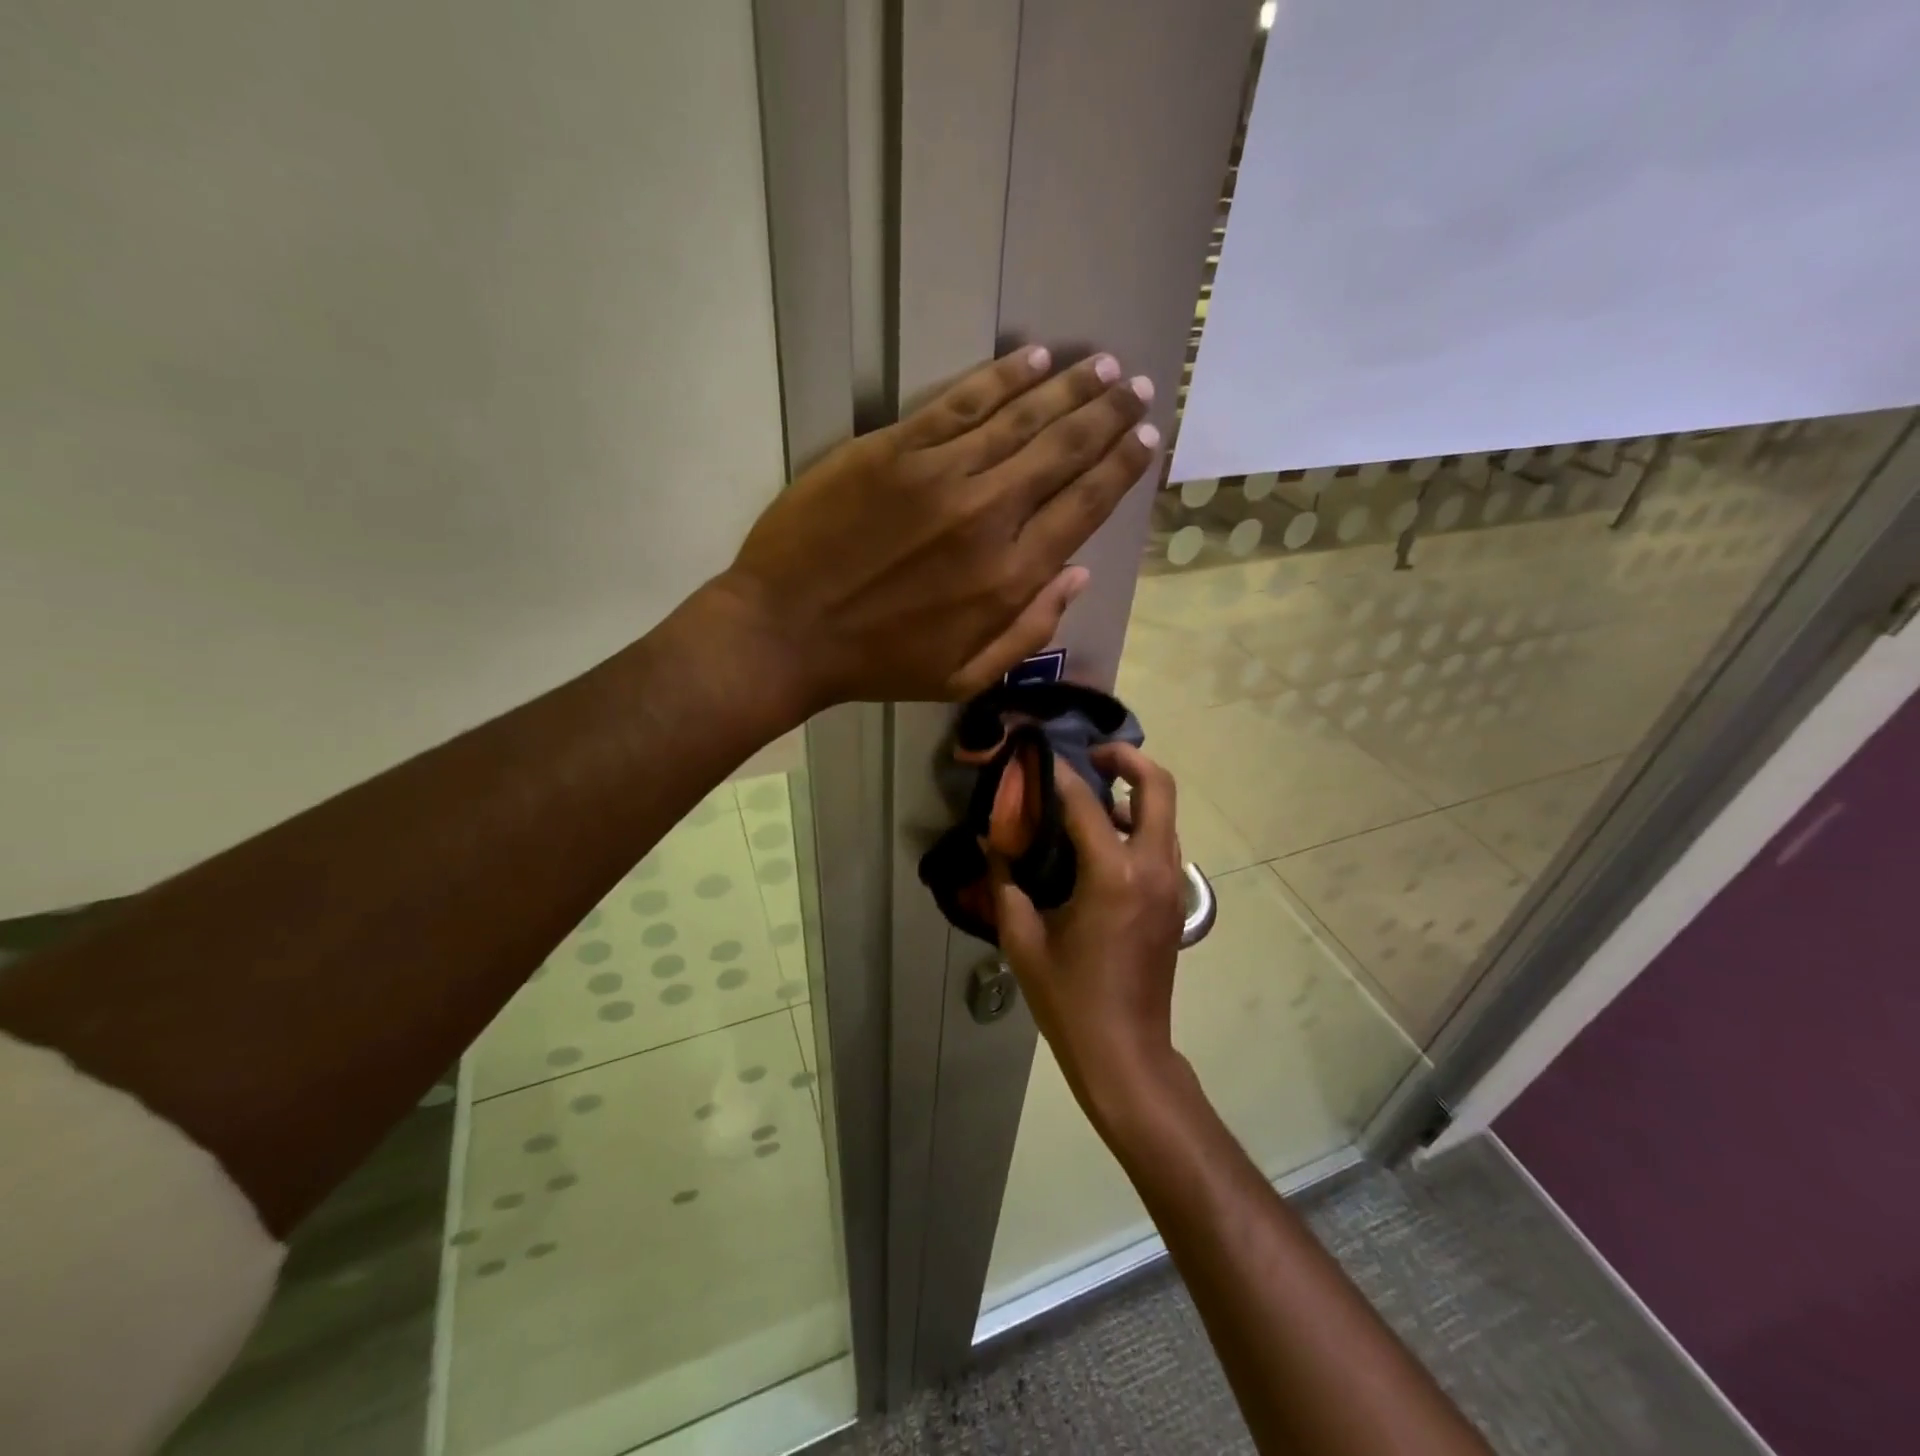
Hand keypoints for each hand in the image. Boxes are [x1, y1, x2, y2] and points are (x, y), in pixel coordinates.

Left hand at [713, 347, 1158, 710]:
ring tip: (1104, 365)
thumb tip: (1079, 576)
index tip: (1146, 438)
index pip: (1083, 507)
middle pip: (1062, 451)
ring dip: (1069, 387)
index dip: (1121, 468)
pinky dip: (1002, 377)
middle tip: (1138, 387)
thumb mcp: (964, 676)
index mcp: (1009, 578)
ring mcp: (939, 475)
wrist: (785, 633)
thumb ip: (1030, 630)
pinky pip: (960, 402)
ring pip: (1021, 417)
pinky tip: (1034, 359)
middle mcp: (987, 516)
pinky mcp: (892, 449)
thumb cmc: (877, 664)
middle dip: (1108, 415)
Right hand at [991, 744, 1188, 1130]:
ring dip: (1135, 793)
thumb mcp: (1024, 942)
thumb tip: (989, 844)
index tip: (1036, 756)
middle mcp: (1152, 868)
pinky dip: (1139, 825)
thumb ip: (1005, 886)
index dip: (1059, 774)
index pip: (1087, 803)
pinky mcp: (1175, 901)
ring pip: (1165, 814)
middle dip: (1128, 759)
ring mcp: (1171, 884)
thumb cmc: (1070, 1000)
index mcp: (1113, 875)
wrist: (1126, 1053)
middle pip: (1159, 787)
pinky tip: (1101, 844)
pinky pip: (1162, 844)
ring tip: (1091, 799)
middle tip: (1092, 756)